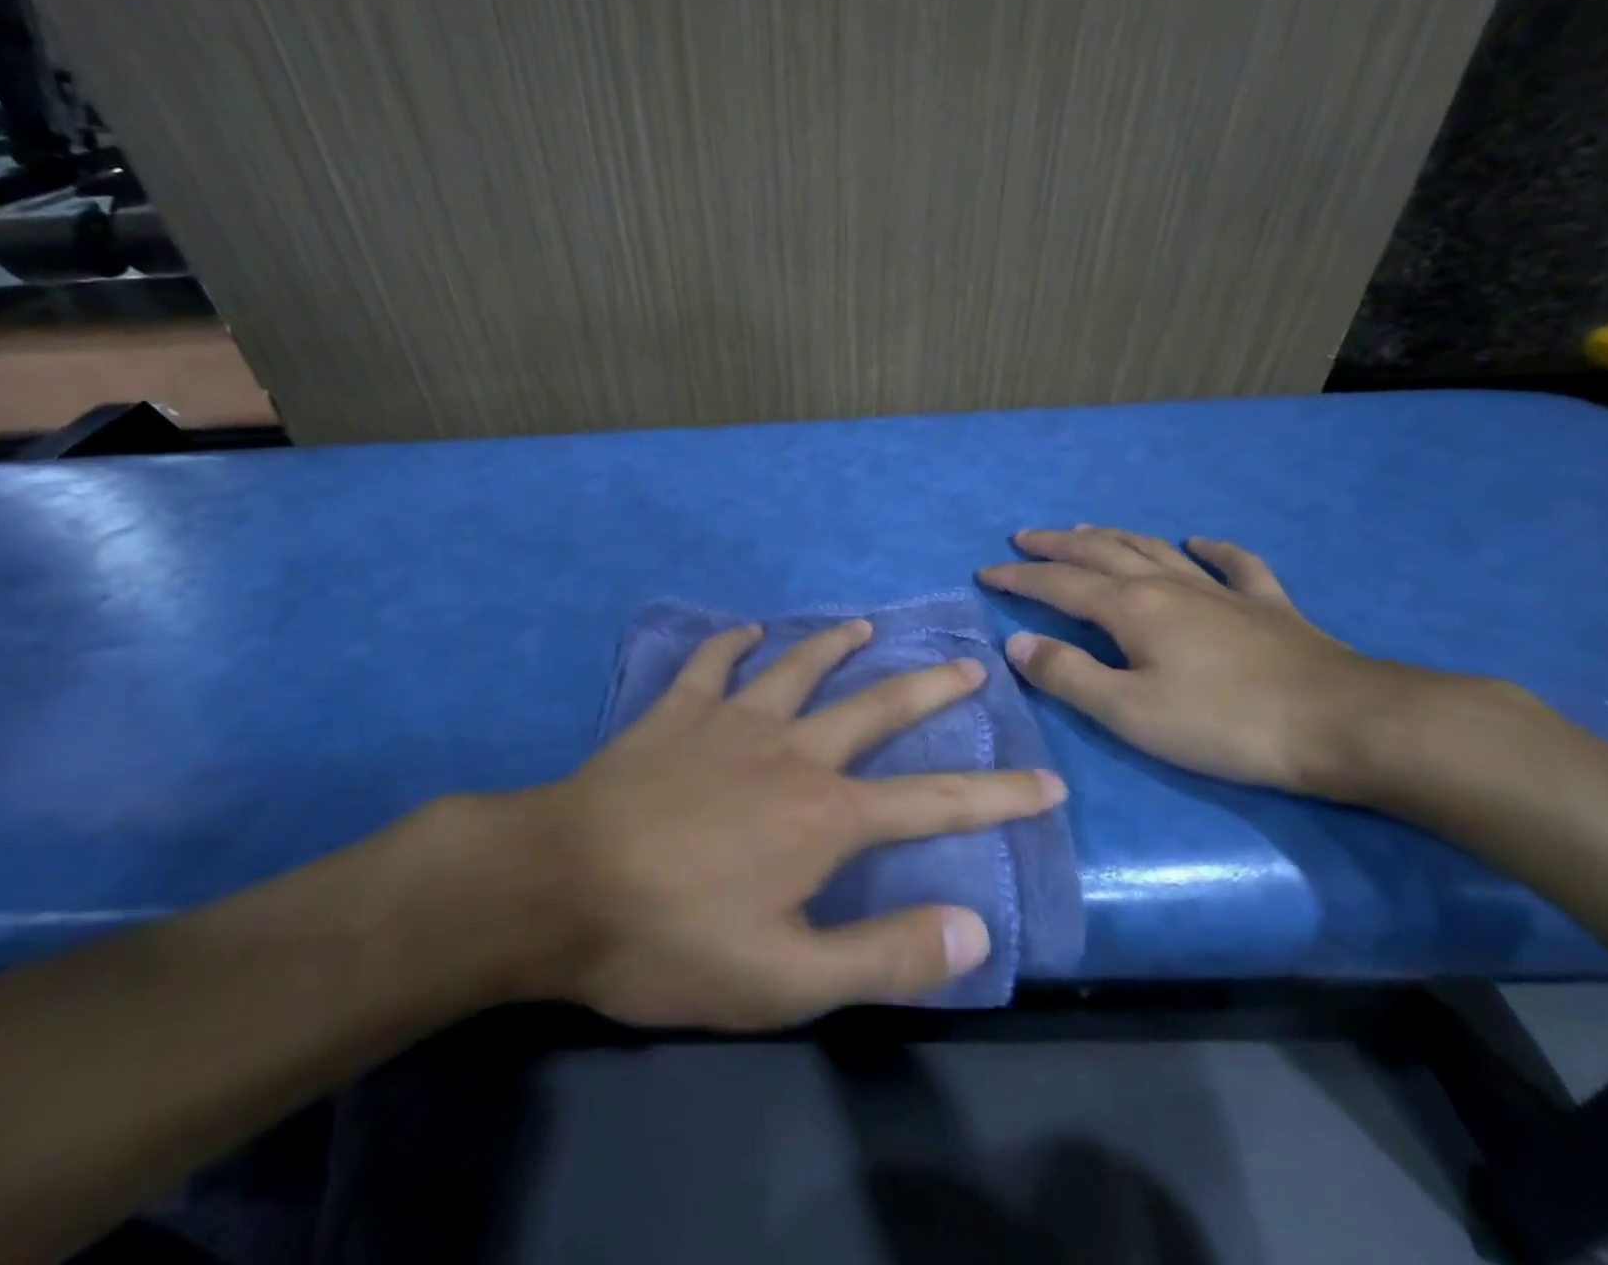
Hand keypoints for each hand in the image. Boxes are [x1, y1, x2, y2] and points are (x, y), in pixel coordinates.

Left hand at [501, 621, 1066, 1029]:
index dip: (999, 795)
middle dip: (930, 689)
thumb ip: (885, 955)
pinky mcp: (676, 711)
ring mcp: (730, 721)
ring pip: (798, 669)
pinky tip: (745, 632)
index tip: (1046, 779)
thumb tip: (975, 929)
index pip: (936, 801)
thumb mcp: (786, 979)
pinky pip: (711, 663)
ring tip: (865, 628)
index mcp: (826, 815)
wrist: (560, 885)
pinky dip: (732, 644)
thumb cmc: (672, 939)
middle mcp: (791, 751)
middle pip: (876, 710)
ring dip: (836, 647)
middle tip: (969, 664)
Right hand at [979, 528, 1421, 799]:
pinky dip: (1212, 549)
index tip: (985, 572)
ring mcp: (1221, 591)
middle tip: (1024, 538)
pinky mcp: (1268, 607)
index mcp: (1130, 609)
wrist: (1349, 725)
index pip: (1058, 585)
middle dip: (1056, 545)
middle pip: (1100, 552)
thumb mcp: (1129, 711)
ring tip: (1085, 529)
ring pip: (1154, 550)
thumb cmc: (1225, 724)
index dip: (1018, 578)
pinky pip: (1235, 565)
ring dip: (1113, 536)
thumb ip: (1067, 676)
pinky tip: (1199, 541)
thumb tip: (1016, 644)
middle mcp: (1167, 586)